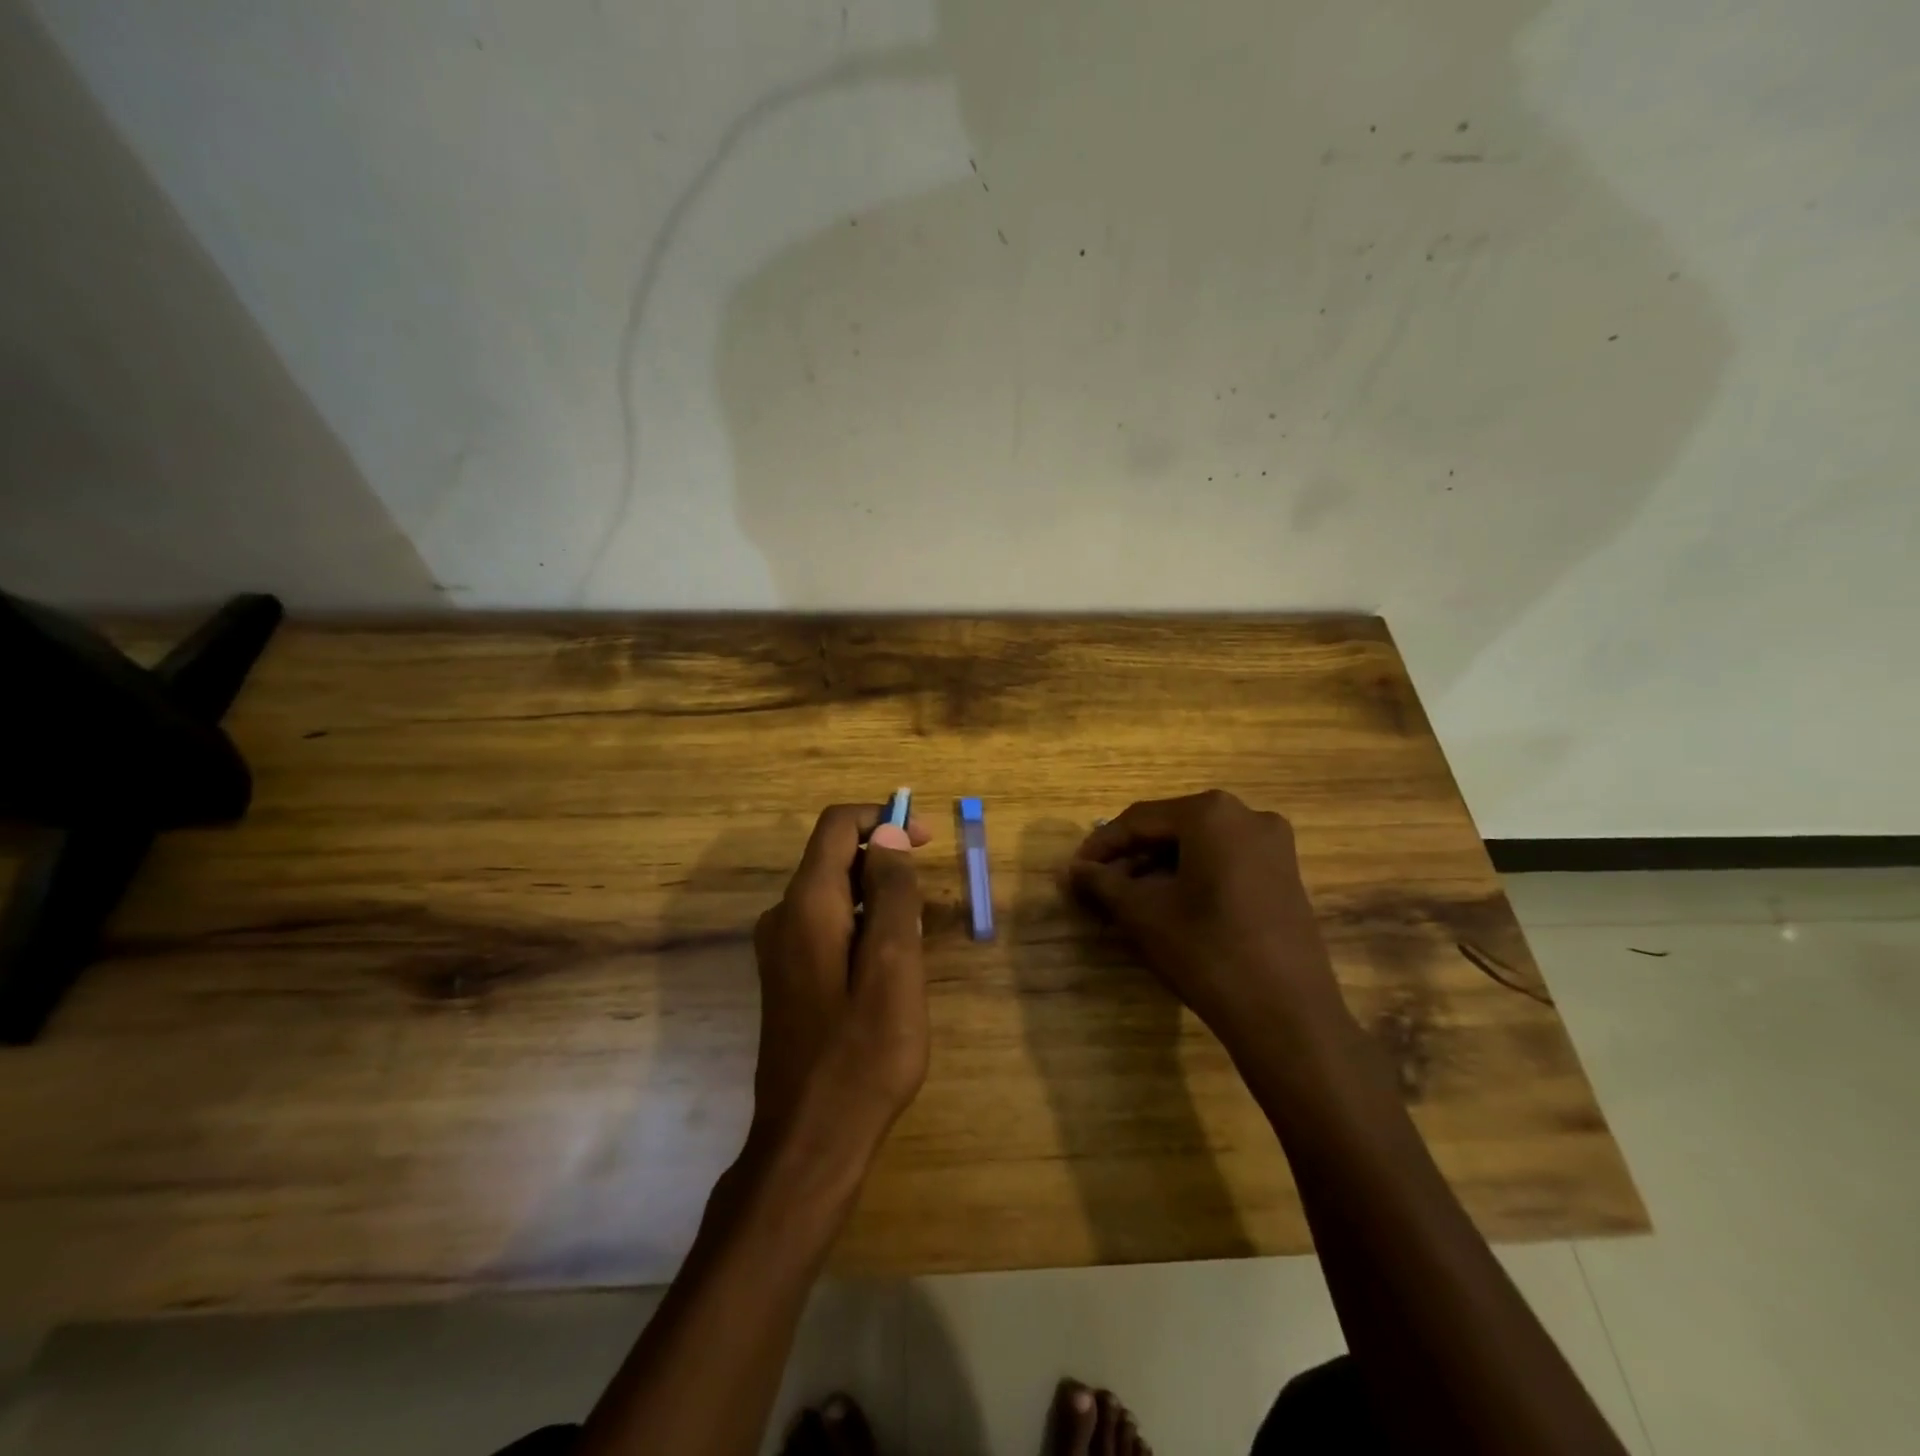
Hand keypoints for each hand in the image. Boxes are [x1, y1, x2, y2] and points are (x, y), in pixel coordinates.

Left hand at [747, 804, 930, 1179]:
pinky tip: (889, 970)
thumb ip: (893, 893)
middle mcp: (783, 916)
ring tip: (916, 944)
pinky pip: (828, 926)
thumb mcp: (895, 966)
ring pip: (835, 894)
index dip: (882, 820)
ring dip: (879, 898)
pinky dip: (863, 926)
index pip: (837, 825)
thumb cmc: (863, 1055)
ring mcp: (780, 949)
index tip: (925, 840)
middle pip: (835, 858)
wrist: (811, 1140)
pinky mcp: (787, 976)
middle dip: (886, 862)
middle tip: (930, 904)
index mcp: (807, 905)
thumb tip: (888, 834)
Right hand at [1067, 790, 1341, 1040]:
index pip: (1140, 819)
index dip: (1102, 845)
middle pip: (1171, 829)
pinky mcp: (1285, 875)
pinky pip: (1224, 863)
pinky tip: (1168, 906)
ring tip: (1127, 900)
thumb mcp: (1142, 913)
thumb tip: (1073, 870)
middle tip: (1098, 887)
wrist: (1286, 1015)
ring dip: (1158, 869)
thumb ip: (1102, 883)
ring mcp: (1273, 845)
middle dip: (1131, 857)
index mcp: (1211, 813)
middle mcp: (1247, 815)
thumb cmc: (1206, 951)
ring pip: (1198, 847)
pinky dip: (1191, 877)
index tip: (1075, 870)